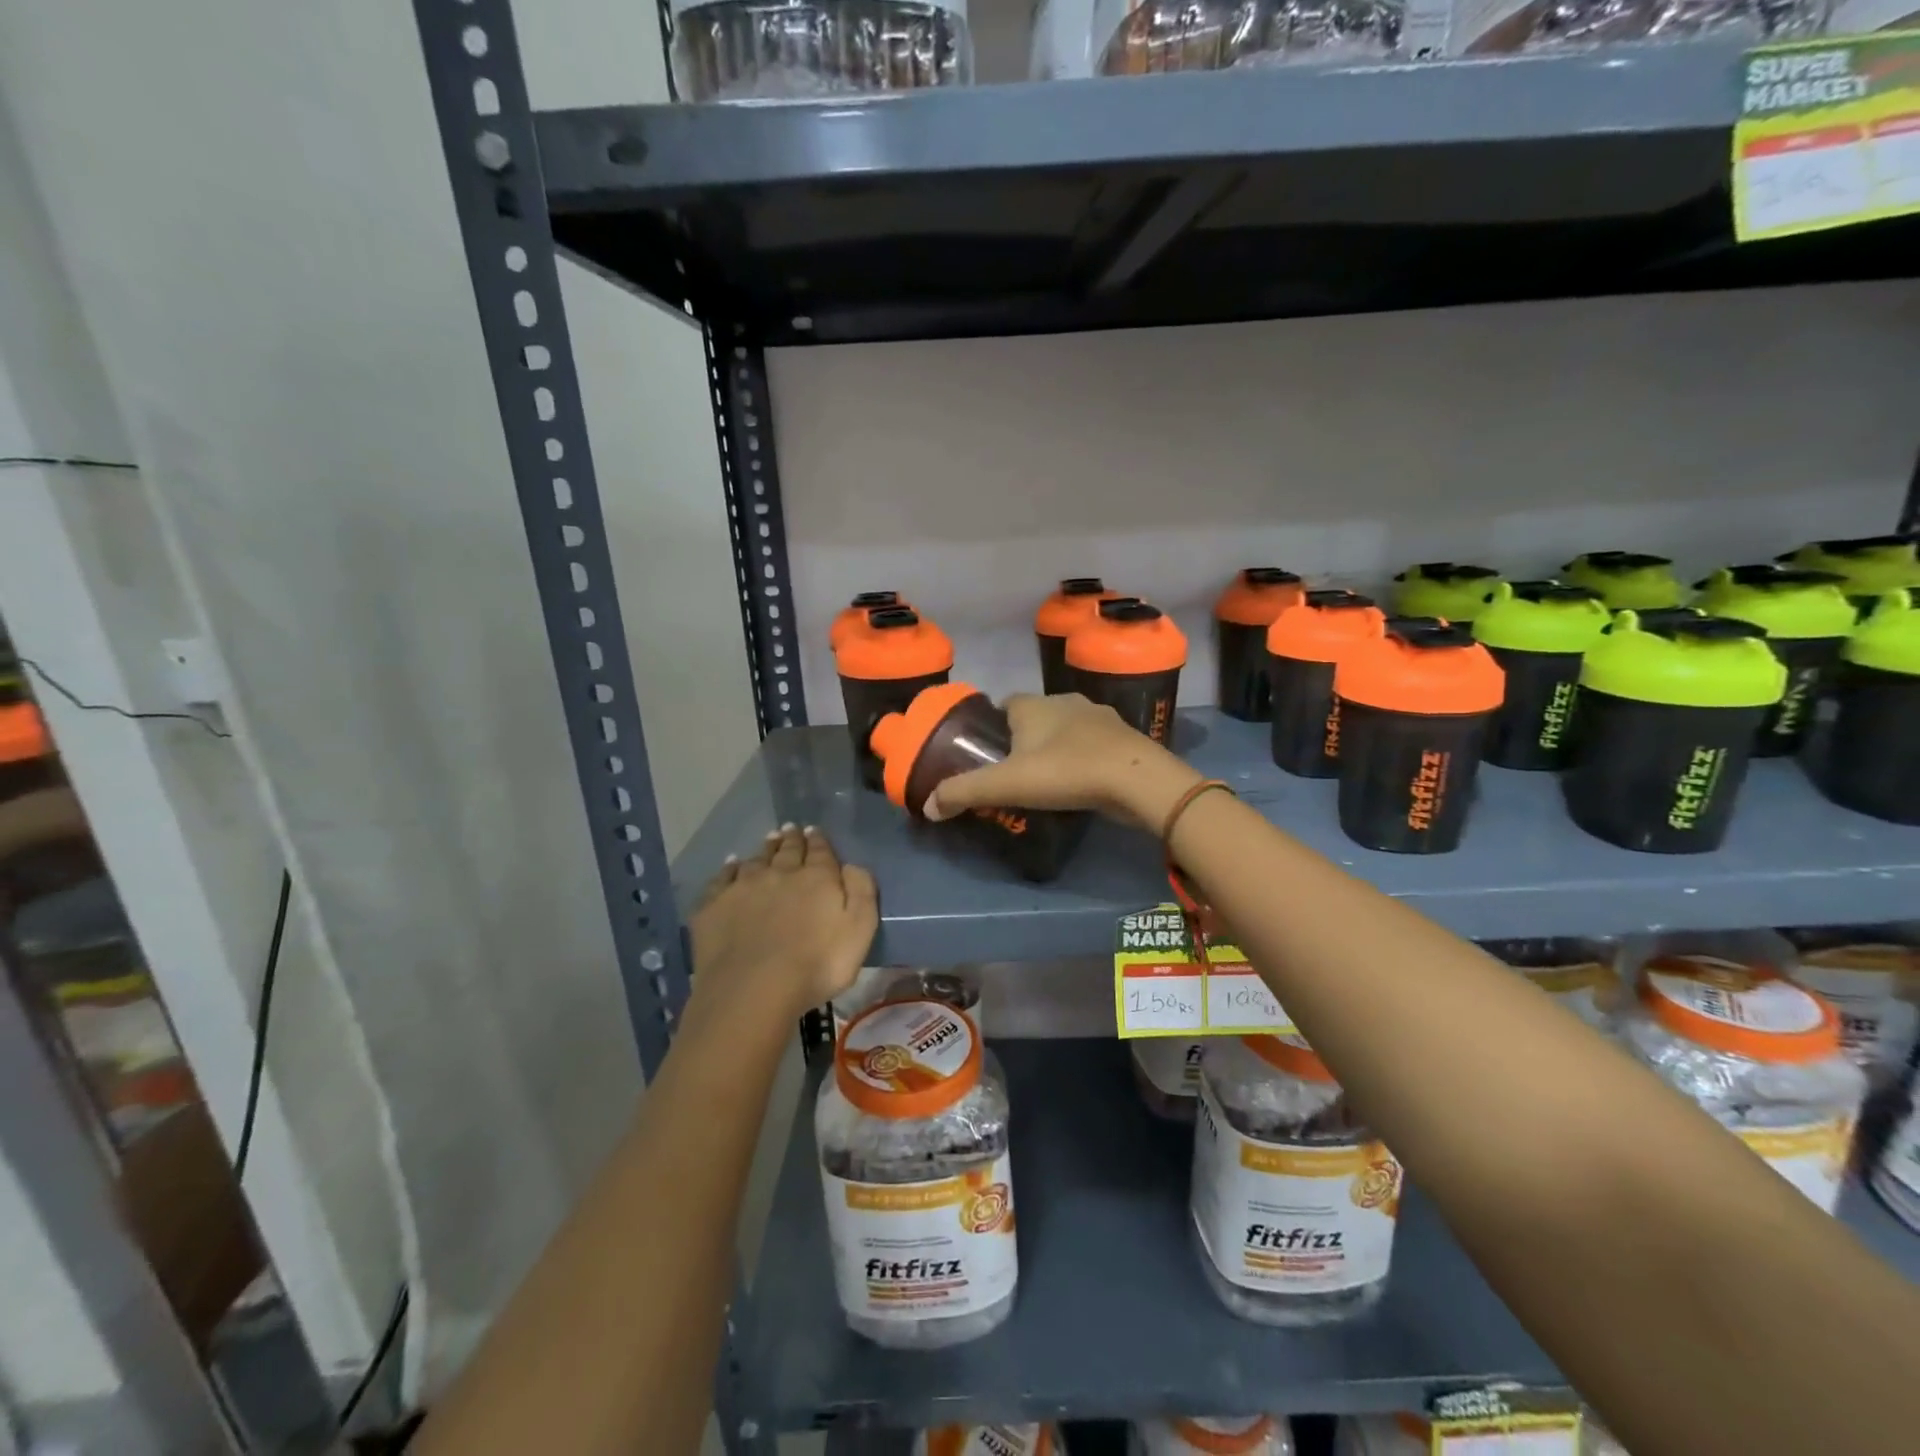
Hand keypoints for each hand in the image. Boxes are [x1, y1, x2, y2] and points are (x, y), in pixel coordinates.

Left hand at [688, 825, 876, 1023]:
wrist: (754, 989)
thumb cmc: (817, 964)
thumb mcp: (860, 929)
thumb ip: (861, 891)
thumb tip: (851, 865)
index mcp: (817, 878)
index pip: (819, 851)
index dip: (818, 840)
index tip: (814, 830)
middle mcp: (779, 873)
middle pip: (787, 850)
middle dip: (791, 839)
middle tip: (791, 829)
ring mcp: (743, 887)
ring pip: (756, 860)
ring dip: (764, 849)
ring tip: (768, 840)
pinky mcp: (714, 906)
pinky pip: (722, 878)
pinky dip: (729, 869)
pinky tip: (731, 865)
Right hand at [925, 693, 1201, 830]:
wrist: (1135, 779)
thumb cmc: (1065, 771)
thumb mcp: (1006, 784)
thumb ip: (964, 792)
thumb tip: (927, 808)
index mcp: (1034, 705)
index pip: (1006, 704)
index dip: (994, 724)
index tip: (989, 751)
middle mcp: (1066, 701)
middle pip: (1036, 716)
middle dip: (1025, 738)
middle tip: (1015, 772)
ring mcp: (1100, 717)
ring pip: (1067, 729)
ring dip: (1057, 747)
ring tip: (1048, 780)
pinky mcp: (1123, 738)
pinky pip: (1094, 744)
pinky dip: (1084, 758)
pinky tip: (1082, 782)